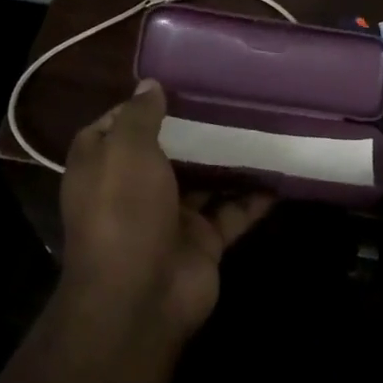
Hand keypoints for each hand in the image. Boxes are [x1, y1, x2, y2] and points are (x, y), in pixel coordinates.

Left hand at [60, 81, 274, 338]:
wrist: (140, 297)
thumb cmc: (124, 211)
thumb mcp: (126, 150)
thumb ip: (140, 115)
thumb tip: (151, 85)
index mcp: (102, 166)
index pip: (116, 126)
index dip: (140, 106)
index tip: (175, 85)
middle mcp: (133, 189)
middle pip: (165, 151)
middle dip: (193, 129)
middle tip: (230, 98)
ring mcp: (170, 216)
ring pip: (203, 180)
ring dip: (227, 159)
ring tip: (260, 125)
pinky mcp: (202, 240)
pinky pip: (232, 211)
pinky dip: (254, 196)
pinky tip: (280, 173)